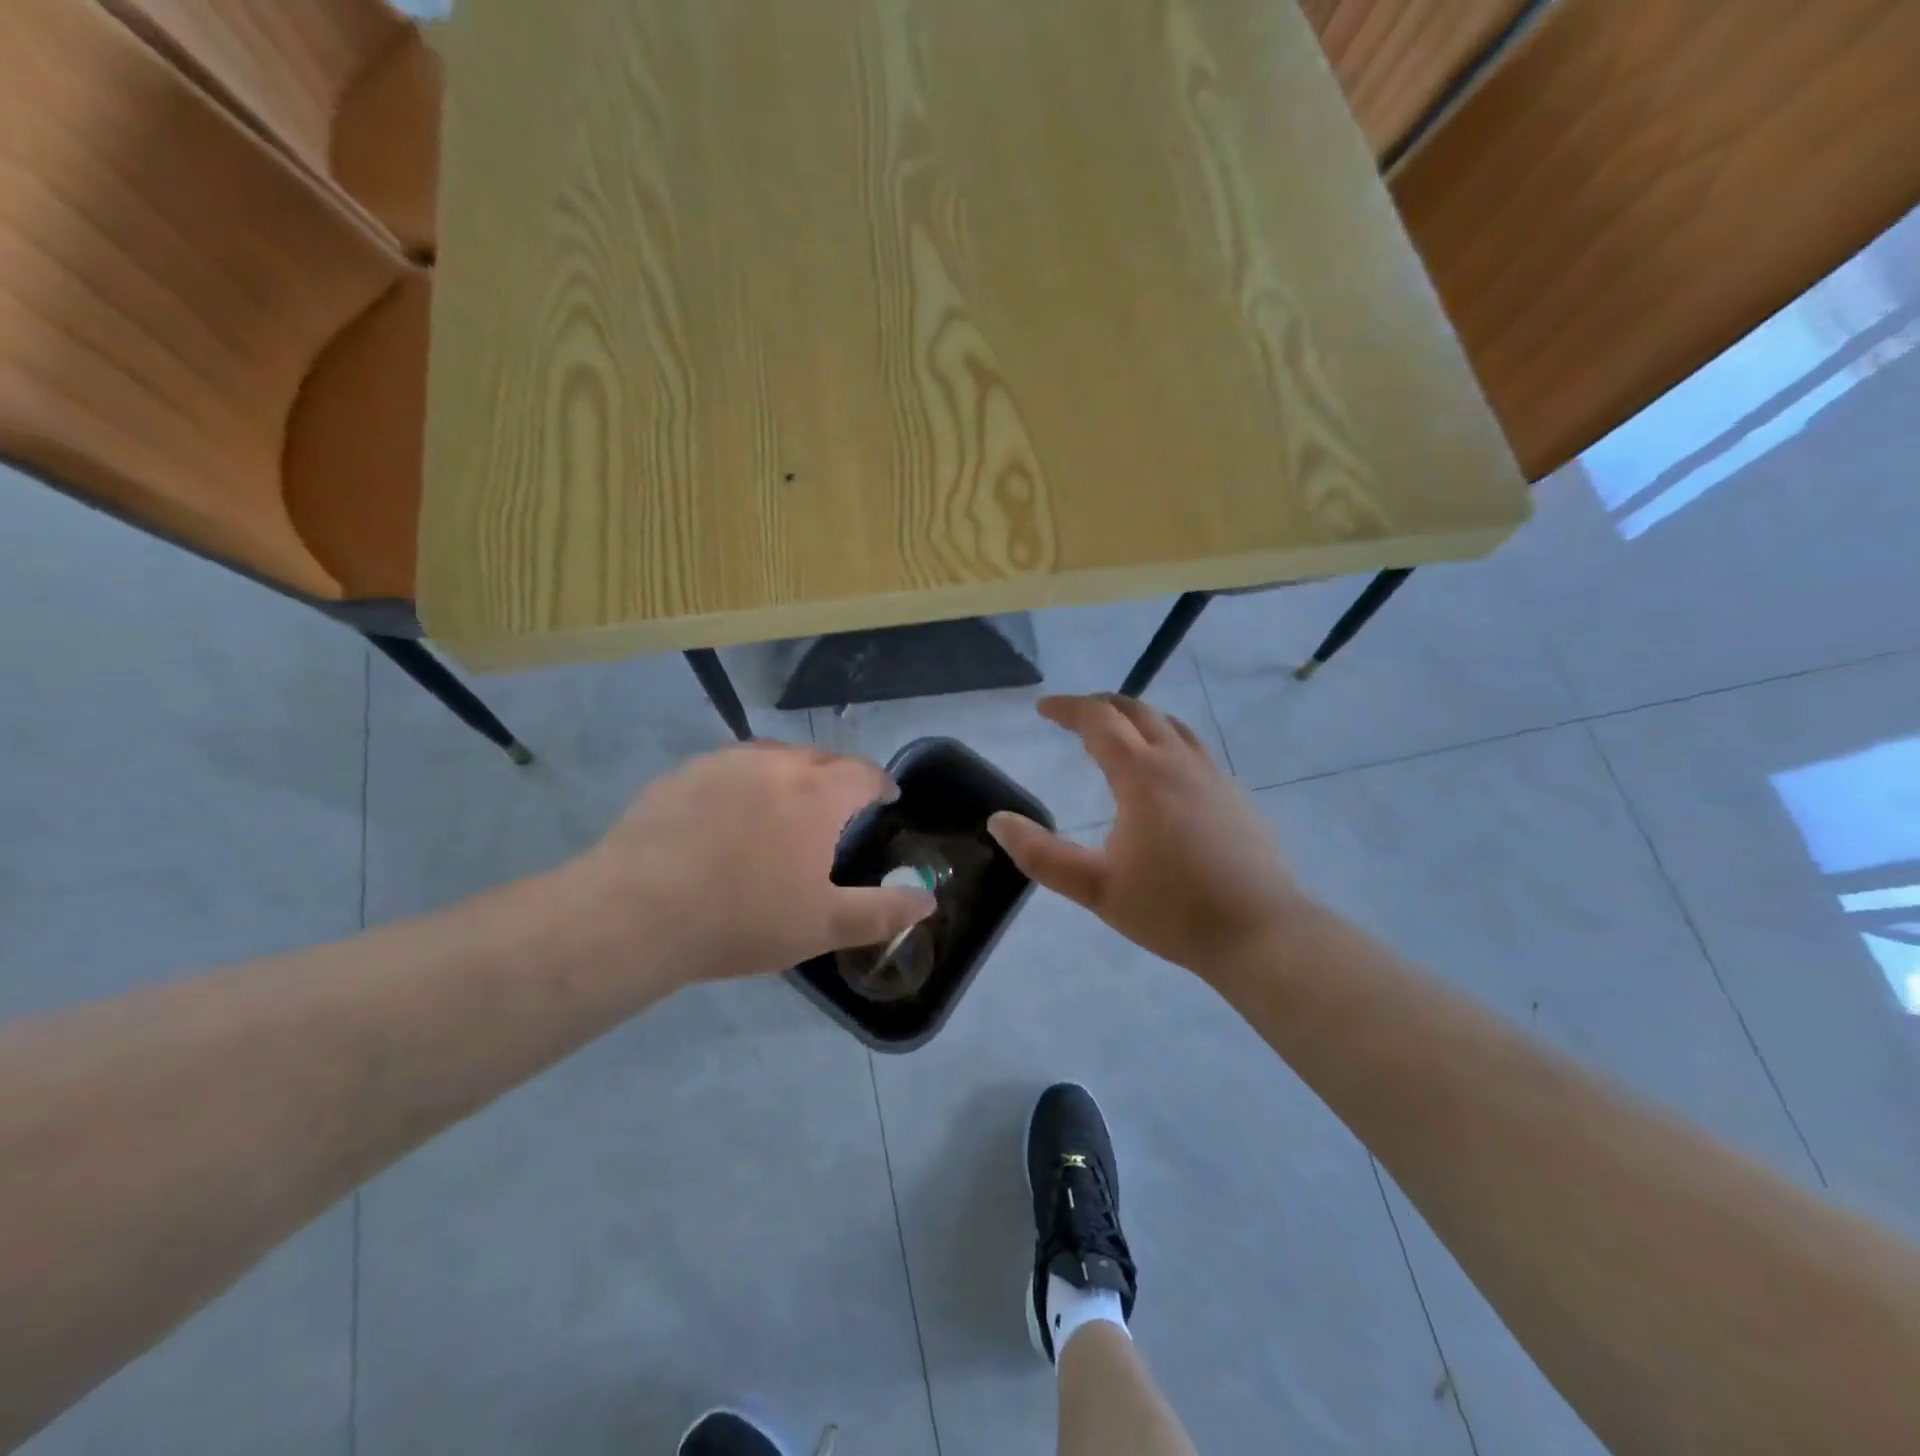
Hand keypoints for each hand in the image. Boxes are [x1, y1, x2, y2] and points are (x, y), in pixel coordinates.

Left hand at [584, 743, 934, 986]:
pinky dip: (744, 782)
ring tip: (786, 804)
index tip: (885, 797)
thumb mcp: (823, 925)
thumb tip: (928, 899)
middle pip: (820, 758)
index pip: (864, 773)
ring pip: (773, 757)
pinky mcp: (683, 774)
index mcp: (818, 793)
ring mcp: (725, 763)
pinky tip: (728, 814)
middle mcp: (776, 763)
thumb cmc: (744, 918)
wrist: (638, 912)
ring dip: (790, 774)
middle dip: (838, 777)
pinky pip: (729, 767)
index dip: (880, 784)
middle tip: (837, 808)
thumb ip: (882, 911)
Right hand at [987, 695, 1302, 978]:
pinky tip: (1164, 775)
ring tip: (1117, 735)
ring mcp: (1214, 776)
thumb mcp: (1095, 888)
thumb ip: (1041, 855)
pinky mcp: (1236, 795)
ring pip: (1172, 726)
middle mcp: (1180, 762)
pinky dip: (1166, 741)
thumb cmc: (1172, 910)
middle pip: (1138, 711)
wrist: (1261, 933)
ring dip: (1137, 719)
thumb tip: (998, 821)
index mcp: (1143, 775)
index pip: (1099, 720)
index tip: (1043, 708)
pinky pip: (1194, 749)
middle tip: (1074, 717)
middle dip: (1101, 706)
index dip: (1067, 708)